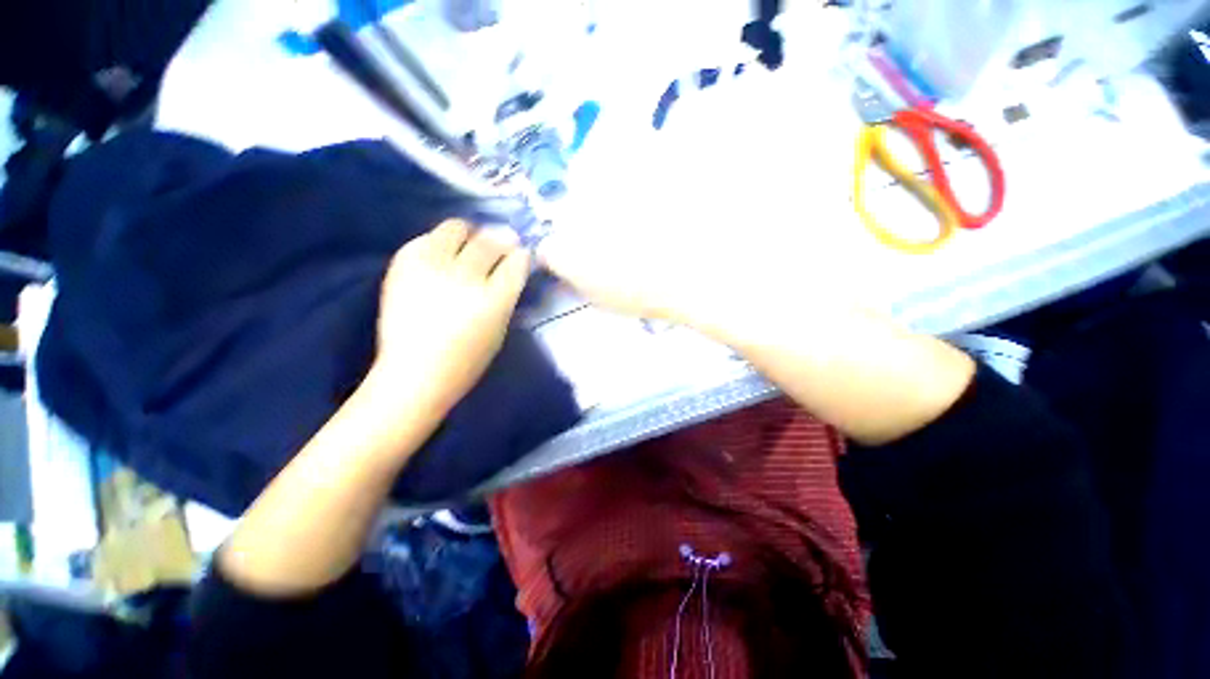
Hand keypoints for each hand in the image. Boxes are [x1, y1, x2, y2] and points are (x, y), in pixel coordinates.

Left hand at [375, 220, 529, 412]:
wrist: (414, 373)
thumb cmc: (467, 360)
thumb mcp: (500, 330)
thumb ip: (507, 295)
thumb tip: (511, 266)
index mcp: (493, 299)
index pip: (516, 261)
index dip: (521, 255)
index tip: (521, 253)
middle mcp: (464, 277)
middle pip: (489, 240)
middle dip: (502, 239)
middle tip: (502, 242)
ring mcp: (430, 267)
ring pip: (456, 228)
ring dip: (470, 234)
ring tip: (470, 245)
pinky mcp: (403, 265)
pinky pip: (427, 237)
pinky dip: (440, 242)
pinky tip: (443, 255)